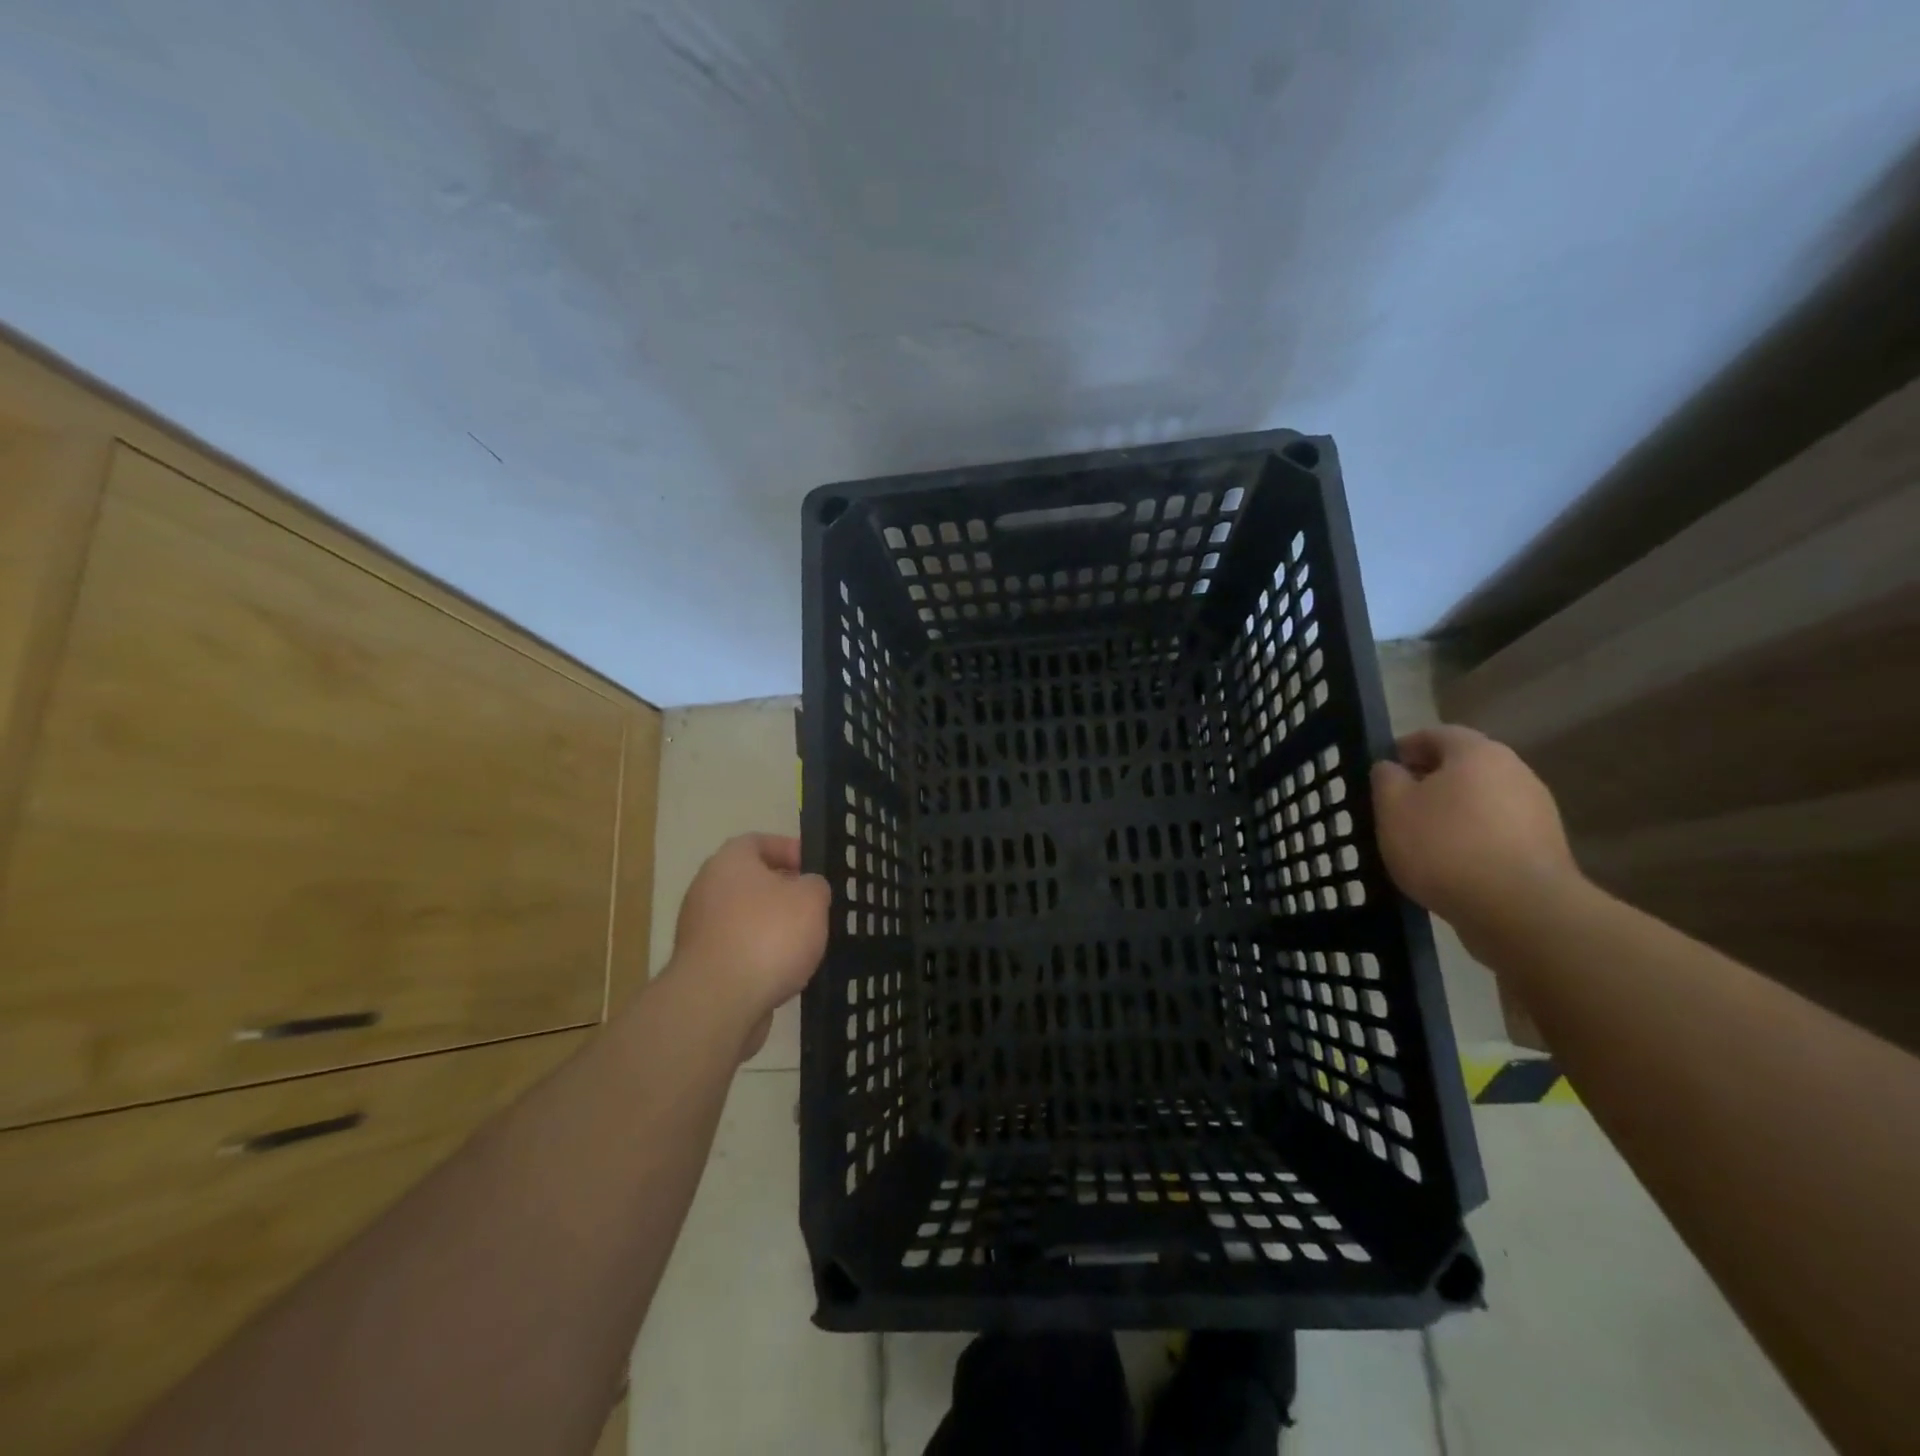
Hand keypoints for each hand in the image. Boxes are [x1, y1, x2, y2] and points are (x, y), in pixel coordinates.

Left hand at [667, 834, 829, 1053]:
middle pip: (750, 882)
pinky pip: (738, 951)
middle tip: (813, 906)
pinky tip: (784, 972)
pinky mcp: (701, 967)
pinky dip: (760, 956)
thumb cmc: (768, 935)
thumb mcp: (811, 899)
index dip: (788, 849)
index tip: (813, 867)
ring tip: (805, 942)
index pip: (758, 841)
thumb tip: (806, 889)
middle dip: (783, 892)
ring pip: (744, 918)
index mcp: (730, 862)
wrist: (718, 1002)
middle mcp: (707, 889)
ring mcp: (699, 930)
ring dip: (772, 927)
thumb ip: (815, 885)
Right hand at [1371, 725, 1580, 940]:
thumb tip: (1392, 768)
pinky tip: (1452, 863)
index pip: (1437, 734)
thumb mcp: (1392, 808)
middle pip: (1464, 765)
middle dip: (1431, 779)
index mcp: (1476, 753)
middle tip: (1399, 803)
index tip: (1384, 768)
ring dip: (1453, 810)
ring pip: (1482, 799)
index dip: (1406, 747)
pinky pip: (1498, 830)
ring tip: (1422, 837)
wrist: (1520, 909)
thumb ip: (1386, 779)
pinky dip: (1473, 836)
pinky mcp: (1546, 847)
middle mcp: (1515, 771)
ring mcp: (1537, 810)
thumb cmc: (1444, 846)